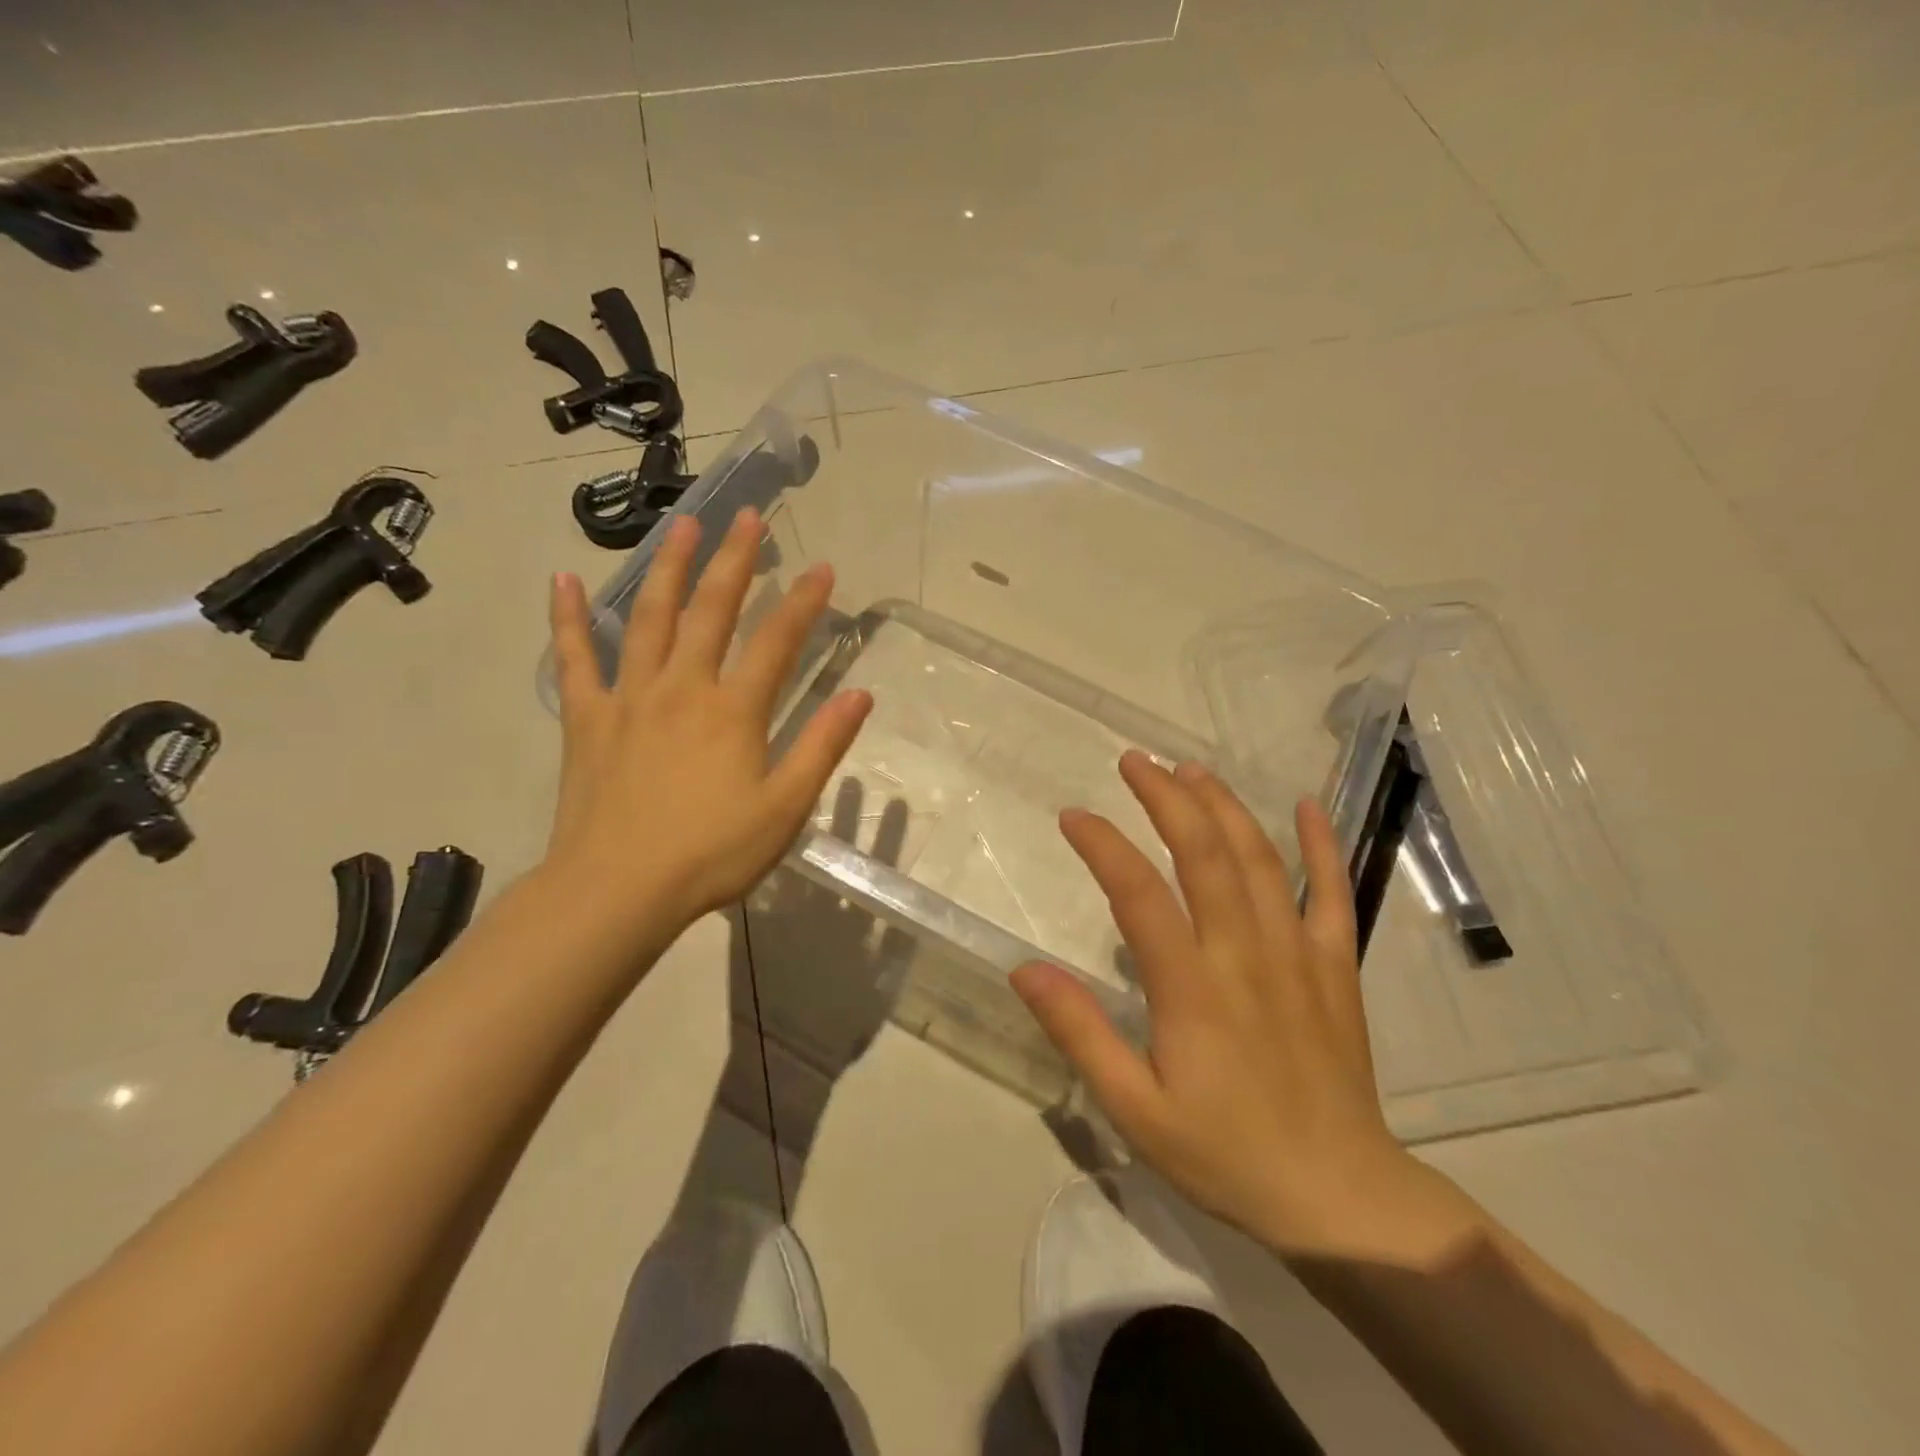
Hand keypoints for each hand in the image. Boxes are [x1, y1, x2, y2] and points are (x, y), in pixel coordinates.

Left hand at [543, 506, 872, 935]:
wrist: (618, 890)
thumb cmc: (711, 853)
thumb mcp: (784, 807)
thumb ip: (822, 746)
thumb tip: (860, 695)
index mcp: (733, 711)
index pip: (777, 641)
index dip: (804, 602)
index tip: (824, 568)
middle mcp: (682, 688)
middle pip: (712, 611)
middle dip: (735, 561)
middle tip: (748, 516)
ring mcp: (629, 697)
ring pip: (649, 618)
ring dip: (668, 568)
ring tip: (681, 525)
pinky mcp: (587, 718)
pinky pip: (575, 658)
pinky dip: (569, 618)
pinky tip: (564, 579)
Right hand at [1014, 753, 1460, 1259]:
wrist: (1339, 1198)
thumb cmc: (1225, 1154)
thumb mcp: (1135, 1109)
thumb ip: (1080, 1033)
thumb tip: (1025, 970)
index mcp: (1191, 987)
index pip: (1138, 893)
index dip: (1103, 845)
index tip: (1073, 816)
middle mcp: (1244, 952)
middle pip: (1203, 853)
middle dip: (1166, 798)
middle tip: (1134, 760)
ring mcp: (1297, 953)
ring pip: (1260, 859)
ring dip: (1223, 806)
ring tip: (1191, 770)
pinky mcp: (1336, 966)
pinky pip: (1333, 892)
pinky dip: (1322, 844)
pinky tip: (1308, 806)